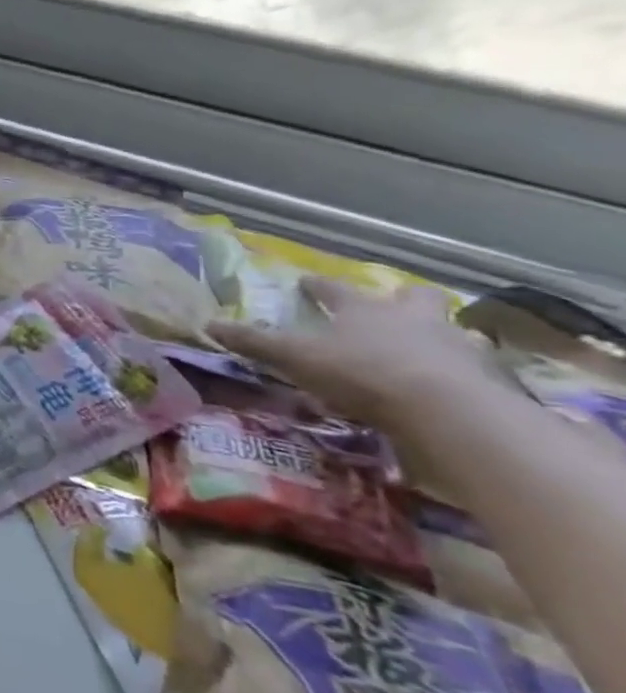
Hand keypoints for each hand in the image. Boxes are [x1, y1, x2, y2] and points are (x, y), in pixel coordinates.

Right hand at [208, 278, 496, 431]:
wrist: (445, 411)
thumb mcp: (295, 357)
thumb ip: (255, 342)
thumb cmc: (361, 372)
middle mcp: (411, 319)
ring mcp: (455, 348)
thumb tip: (207, 324)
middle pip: (410, 299)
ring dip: (441, 335)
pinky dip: (463, 374)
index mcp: (362, 309)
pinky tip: (454, 385)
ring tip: (430, 348)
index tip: (305, 281)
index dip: (317, 287)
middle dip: (401, 300)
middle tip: (393, 307)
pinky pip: (473, 370)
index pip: (333, 290)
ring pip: (450, 331)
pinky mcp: (485, 380)